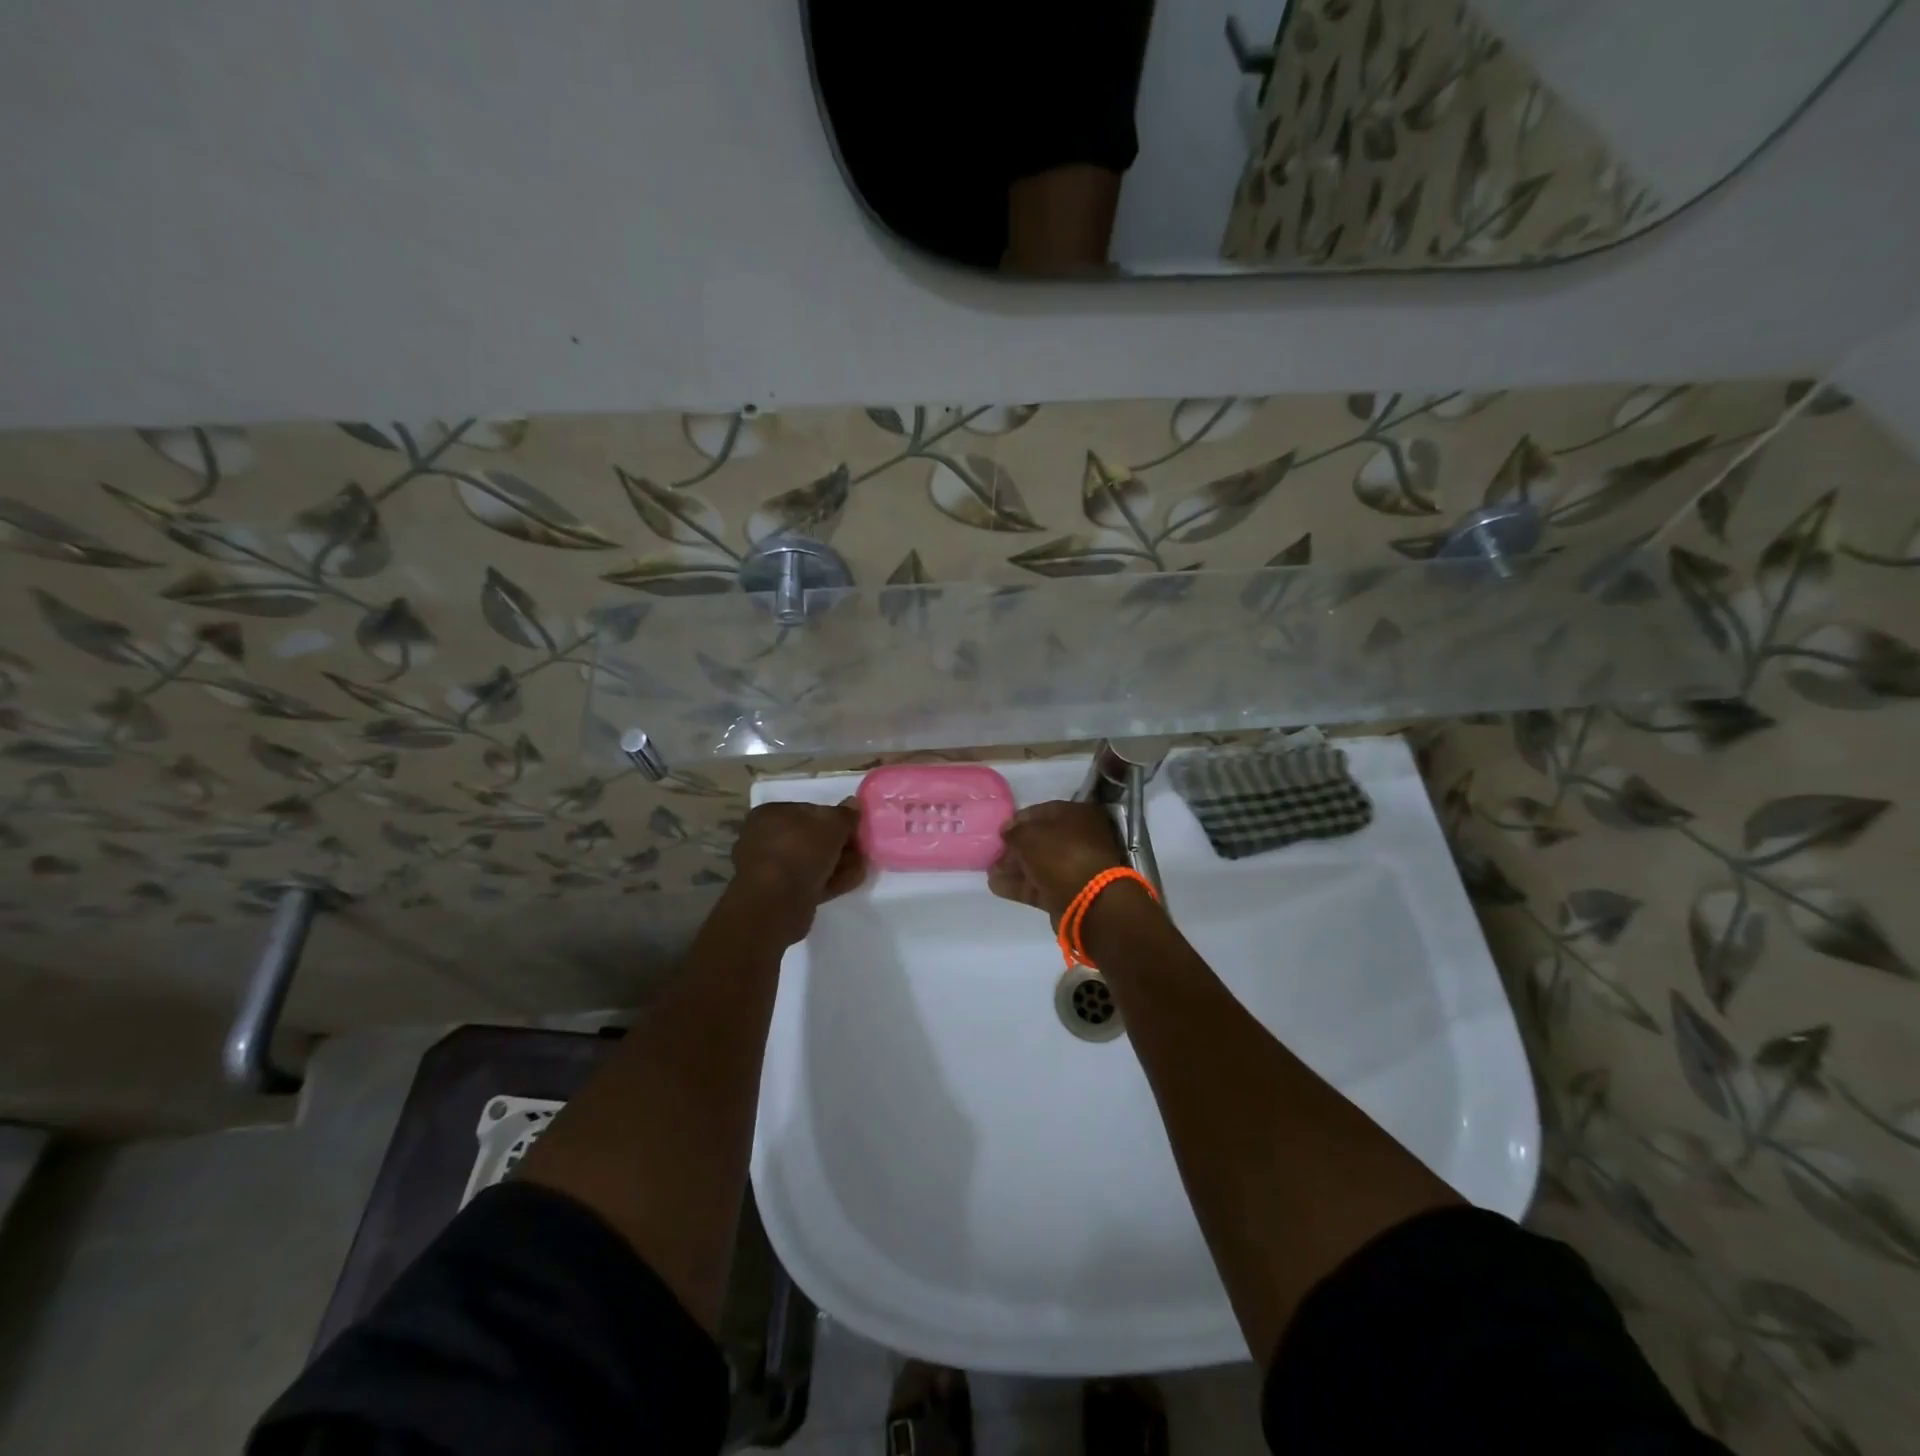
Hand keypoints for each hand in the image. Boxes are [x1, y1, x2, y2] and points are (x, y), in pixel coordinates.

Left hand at [729, 800, 864, 943]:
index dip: (834, 818)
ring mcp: (771, 869)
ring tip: (861, 866)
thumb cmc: (801, 850)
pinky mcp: (779, 894)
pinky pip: (809, 882)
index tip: (854, 828)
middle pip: (810, 838)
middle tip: (860, 849)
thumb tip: (853, 803)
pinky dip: (830, 880)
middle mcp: (765, 839)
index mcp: (770, 814)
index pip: (808, 810)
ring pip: (811, 862)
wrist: (778, 901)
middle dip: (838, 844)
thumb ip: (845, 814)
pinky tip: (852, 881)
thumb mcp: (832, 824)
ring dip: (837, 863)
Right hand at [988, 800, 1129, 922]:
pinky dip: (1018, 885)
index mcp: (1076, 815)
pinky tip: (995, 886)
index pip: (1041, 812)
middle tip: (992, 853)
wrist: (1090, 901)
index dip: (1017, 820)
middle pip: (1039, 840)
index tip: (998, 830)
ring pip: (1037, 864)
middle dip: (1014, 847)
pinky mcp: (1066, 892)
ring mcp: (1073, 867)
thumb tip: (1006, 832)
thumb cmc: (1061, 855)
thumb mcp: (1030, 836)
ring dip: (1013, 867)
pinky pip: (1038, 885)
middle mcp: (1078, 839)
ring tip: (989, 871)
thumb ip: (1014, 832)